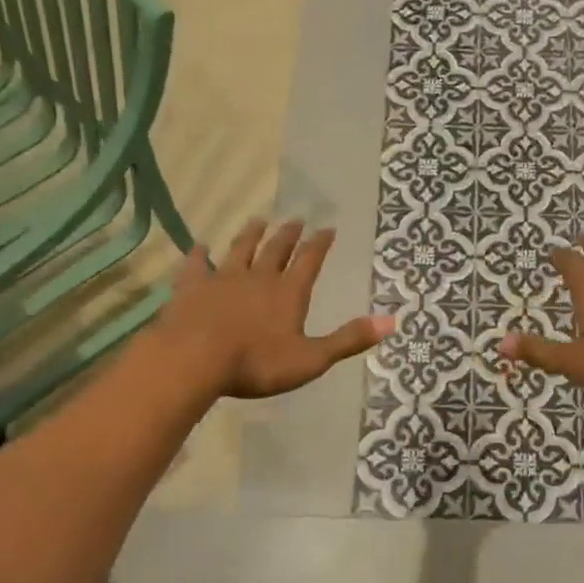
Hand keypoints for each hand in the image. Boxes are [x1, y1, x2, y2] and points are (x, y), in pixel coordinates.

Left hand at [159, 219, 393, 399]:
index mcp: (288, 293)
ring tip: (259, 220)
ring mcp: (222, 279)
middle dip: (289, 234)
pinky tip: (199, 246)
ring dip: (251, 234)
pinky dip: (199, 254)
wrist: (194, 359)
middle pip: (276, 249)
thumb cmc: (256, 363)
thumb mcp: (311, 358)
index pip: (309, 261)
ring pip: (240, 249)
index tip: (327, 228)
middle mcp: (258, 277)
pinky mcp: (192, 287)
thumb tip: (391, 322)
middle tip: (296, 219)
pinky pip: (196, 265)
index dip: (320, 244)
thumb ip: (348, 340)